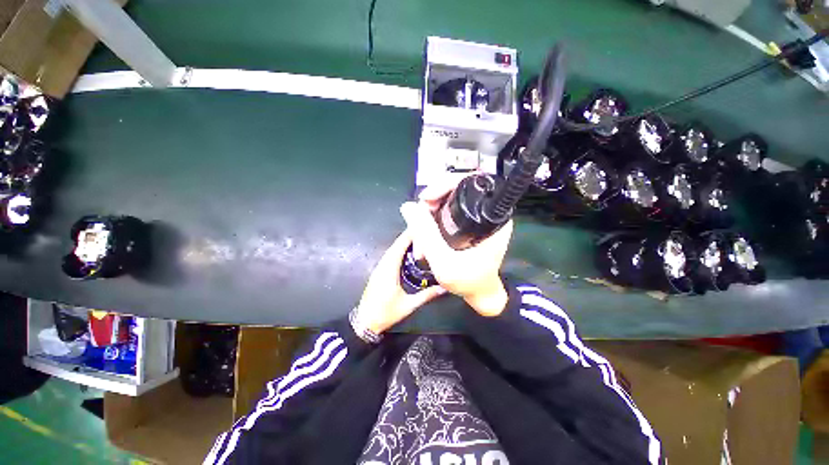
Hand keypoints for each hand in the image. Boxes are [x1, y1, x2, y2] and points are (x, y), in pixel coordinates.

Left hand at [355, 230, 446, 334]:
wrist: (365, 322)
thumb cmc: (386, 313)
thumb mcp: (409, 305)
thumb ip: (427, 295)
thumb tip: (445, 287)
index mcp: (388, 270)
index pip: (399, 247)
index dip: (409, 235)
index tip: (422, 226)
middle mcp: (382, 266)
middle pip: (395, 246)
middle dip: (409, 237)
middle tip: (425, 230)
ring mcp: (379, 269)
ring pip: (392, 251)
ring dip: (404, 244)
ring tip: (420, 240)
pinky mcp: (378, 274)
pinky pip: (389, 258)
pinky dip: (399, 252)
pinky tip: (409, 254)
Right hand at [400, 174, 512, 316]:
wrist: (480, 295)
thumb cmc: (469, 282)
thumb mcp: (444, 262)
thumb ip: (426, 235)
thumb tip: (408, 206)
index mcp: (493, 216)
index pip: (470, 183)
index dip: (445, 184)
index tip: (426, 199)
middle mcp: (489, 211)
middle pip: (456, 188)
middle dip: (432, 201)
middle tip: (418, 218)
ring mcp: (479, 216)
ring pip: (449, 200)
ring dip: (430, 213)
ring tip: (419, 235)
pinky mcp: (472, 223)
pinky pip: (449, 211)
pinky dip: (434, 219)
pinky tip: (425, 236)